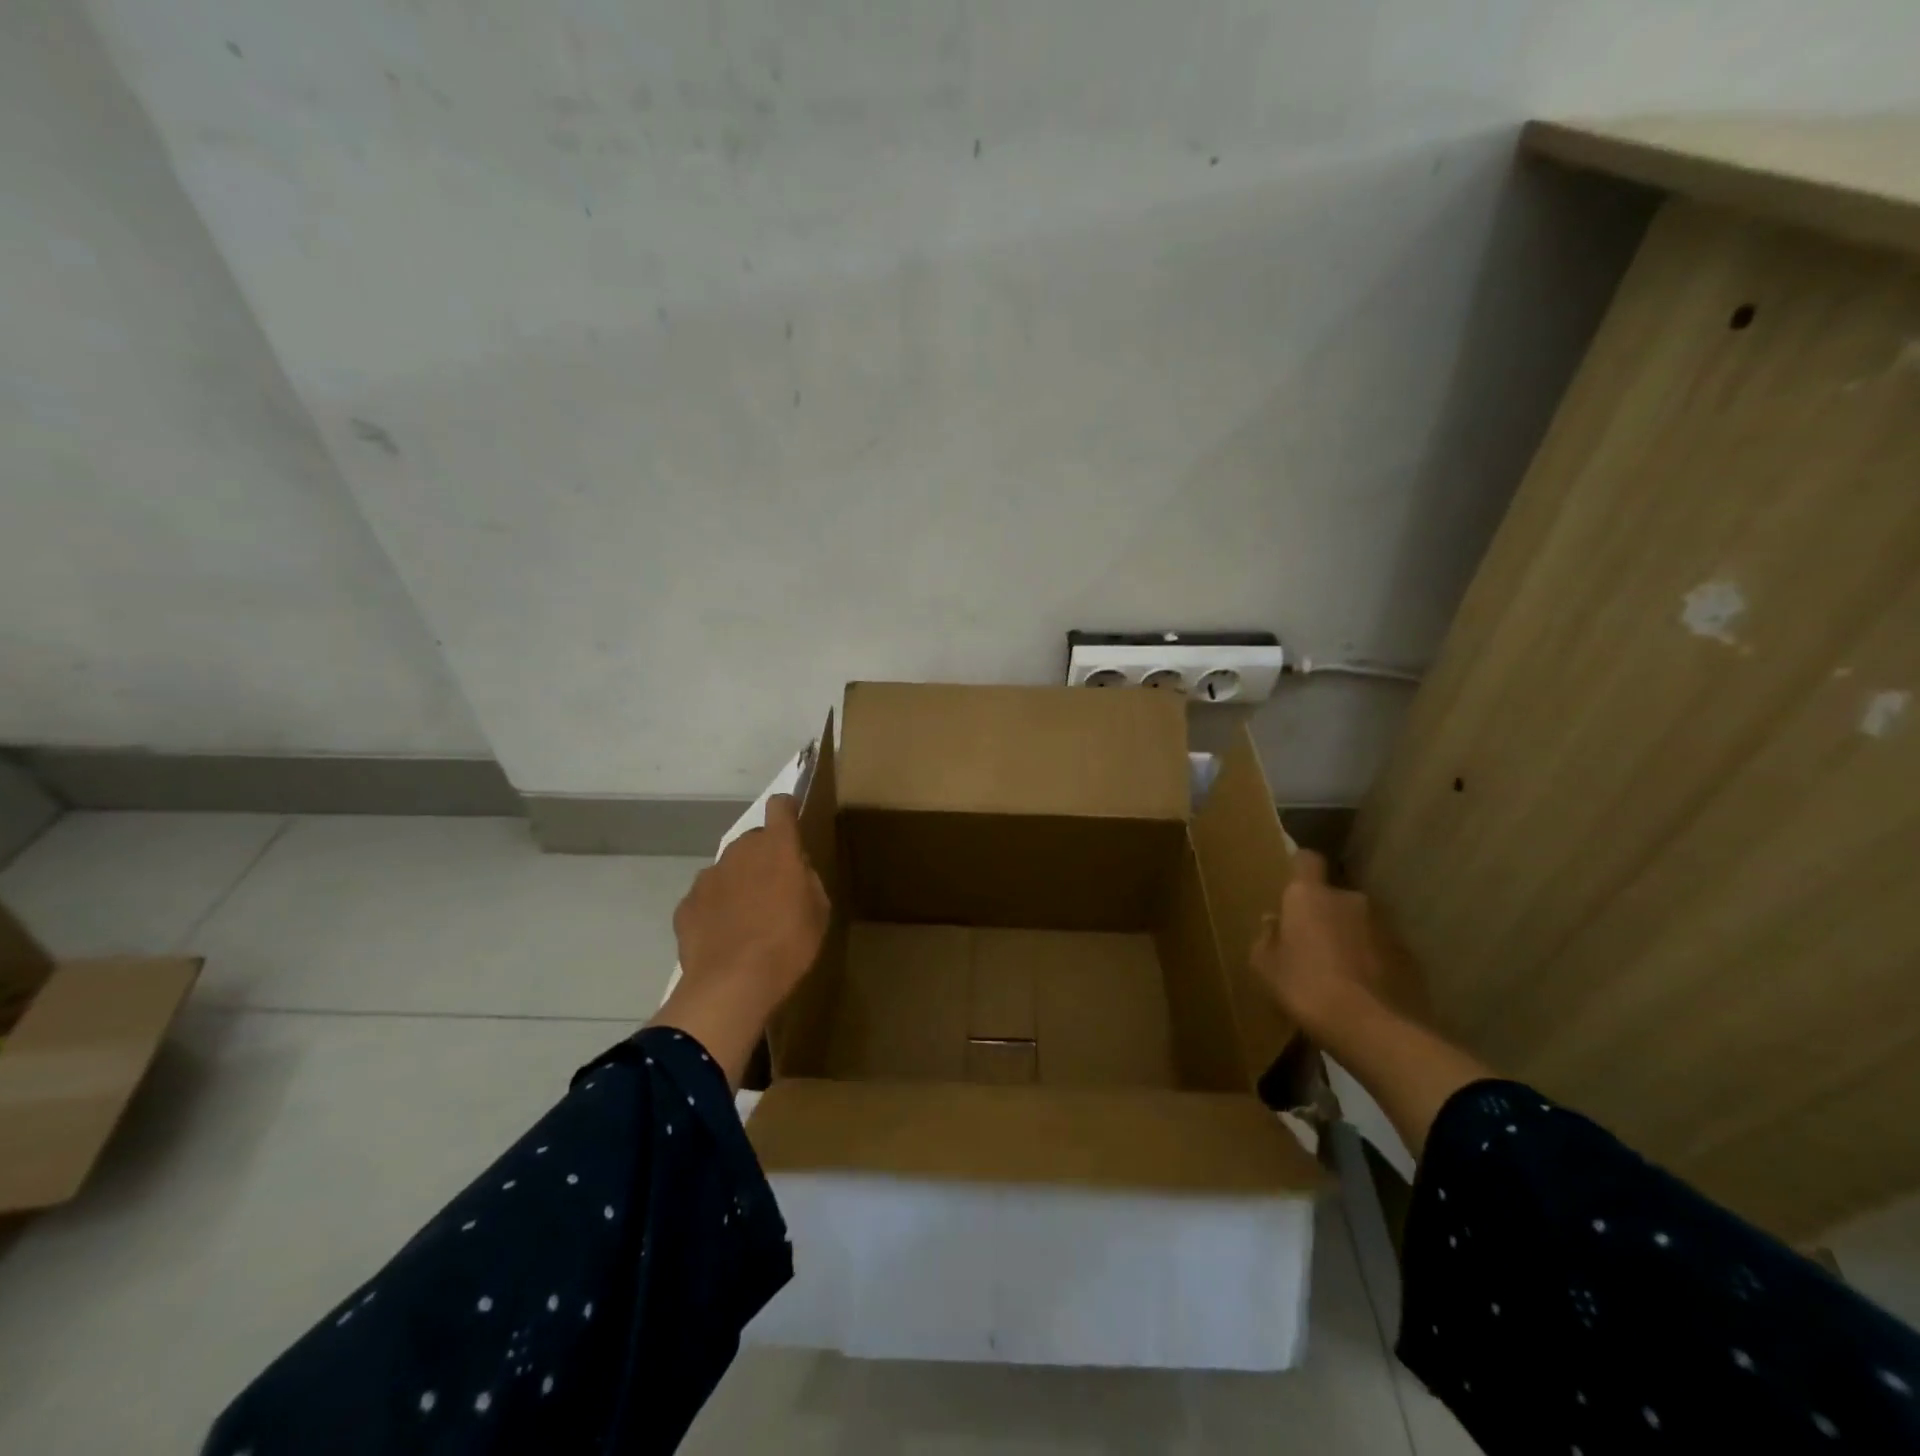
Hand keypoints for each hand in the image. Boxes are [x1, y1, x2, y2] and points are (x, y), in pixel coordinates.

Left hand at [673, 794, 829, 1011]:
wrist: (731, 985)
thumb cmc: (789, 944)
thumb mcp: (819, 911)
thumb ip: (806, 880)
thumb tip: (796, 870)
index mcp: (777, 848)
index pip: (780, 807)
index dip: (787, 810)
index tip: (792, 822)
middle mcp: (740, 852)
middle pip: (753, 841)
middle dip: (764, 857)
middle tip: (775, 890)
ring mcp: (708, 877)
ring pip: (729, 869)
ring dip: (739, 883)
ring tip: (747, 920)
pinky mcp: (686, 904)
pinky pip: (706, 897)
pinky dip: (716, 909)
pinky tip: (724, 937)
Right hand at [1250, 850, 1384, 1035]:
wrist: (1373, 1028)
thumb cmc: (1305, 988)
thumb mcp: (1265, 967)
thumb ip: (1267, 938)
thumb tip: (1273, 922)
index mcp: (1309, 895)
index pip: (1306, 859)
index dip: (1300, 869)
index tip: (1293, 886)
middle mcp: (1350, 899)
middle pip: (1334, 896)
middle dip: (1324, 914)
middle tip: (1311, 945)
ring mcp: (1385, 926)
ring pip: (1360, 923)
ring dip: (1350, 938)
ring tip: (1340, 973)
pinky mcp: (1410, 955)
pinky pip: (1382, 950)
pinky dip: (1373, 961)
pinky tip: (1364, 990)